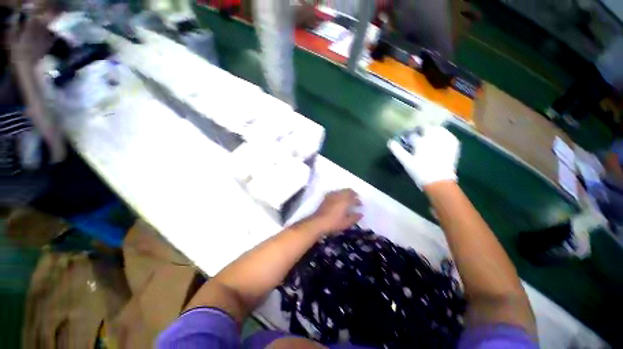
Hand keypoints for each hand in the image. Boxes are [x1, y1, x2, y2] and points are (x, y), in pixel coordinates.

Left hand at [309, 189, 361, 234]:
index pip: (354, 198)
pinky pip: (335, 192)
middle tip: (355, 198)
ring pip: (341, 190)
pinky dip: (339, 193)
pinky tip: (338, 198)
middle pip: (348, 191)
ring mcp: (332, 195)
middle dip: (353, 193)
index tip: (360, 205)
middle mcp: (339, 196)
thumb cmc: (334, 223)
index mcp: (345, 201)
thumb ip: (355, 218)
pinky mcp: (326, 197)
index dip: (358, 201)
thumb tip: (361, 214)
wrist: (318, 222)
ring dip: (346, 192)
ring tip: (348, 198)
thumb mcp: (346, 223)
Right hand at [388, 125, 459, 188]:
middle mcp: (434, 138)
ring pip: (439, 129)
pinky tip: (440, 138)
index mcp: (421, 142)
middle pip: (428, 128)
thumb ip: (397, 151)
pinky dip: (444, 134)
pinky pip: (449, 135)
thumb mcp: (406, 162)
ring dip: (433, 130)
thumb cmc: (419, 172)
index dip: (410, 134)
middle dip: (422, 130)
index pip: (414, 134)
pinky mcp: (453, 145)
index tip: (409, 136)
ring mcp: (445, 141)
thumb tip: (390, 142)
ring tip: (430, 136)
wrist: (438, 181)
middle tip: (419, 135)